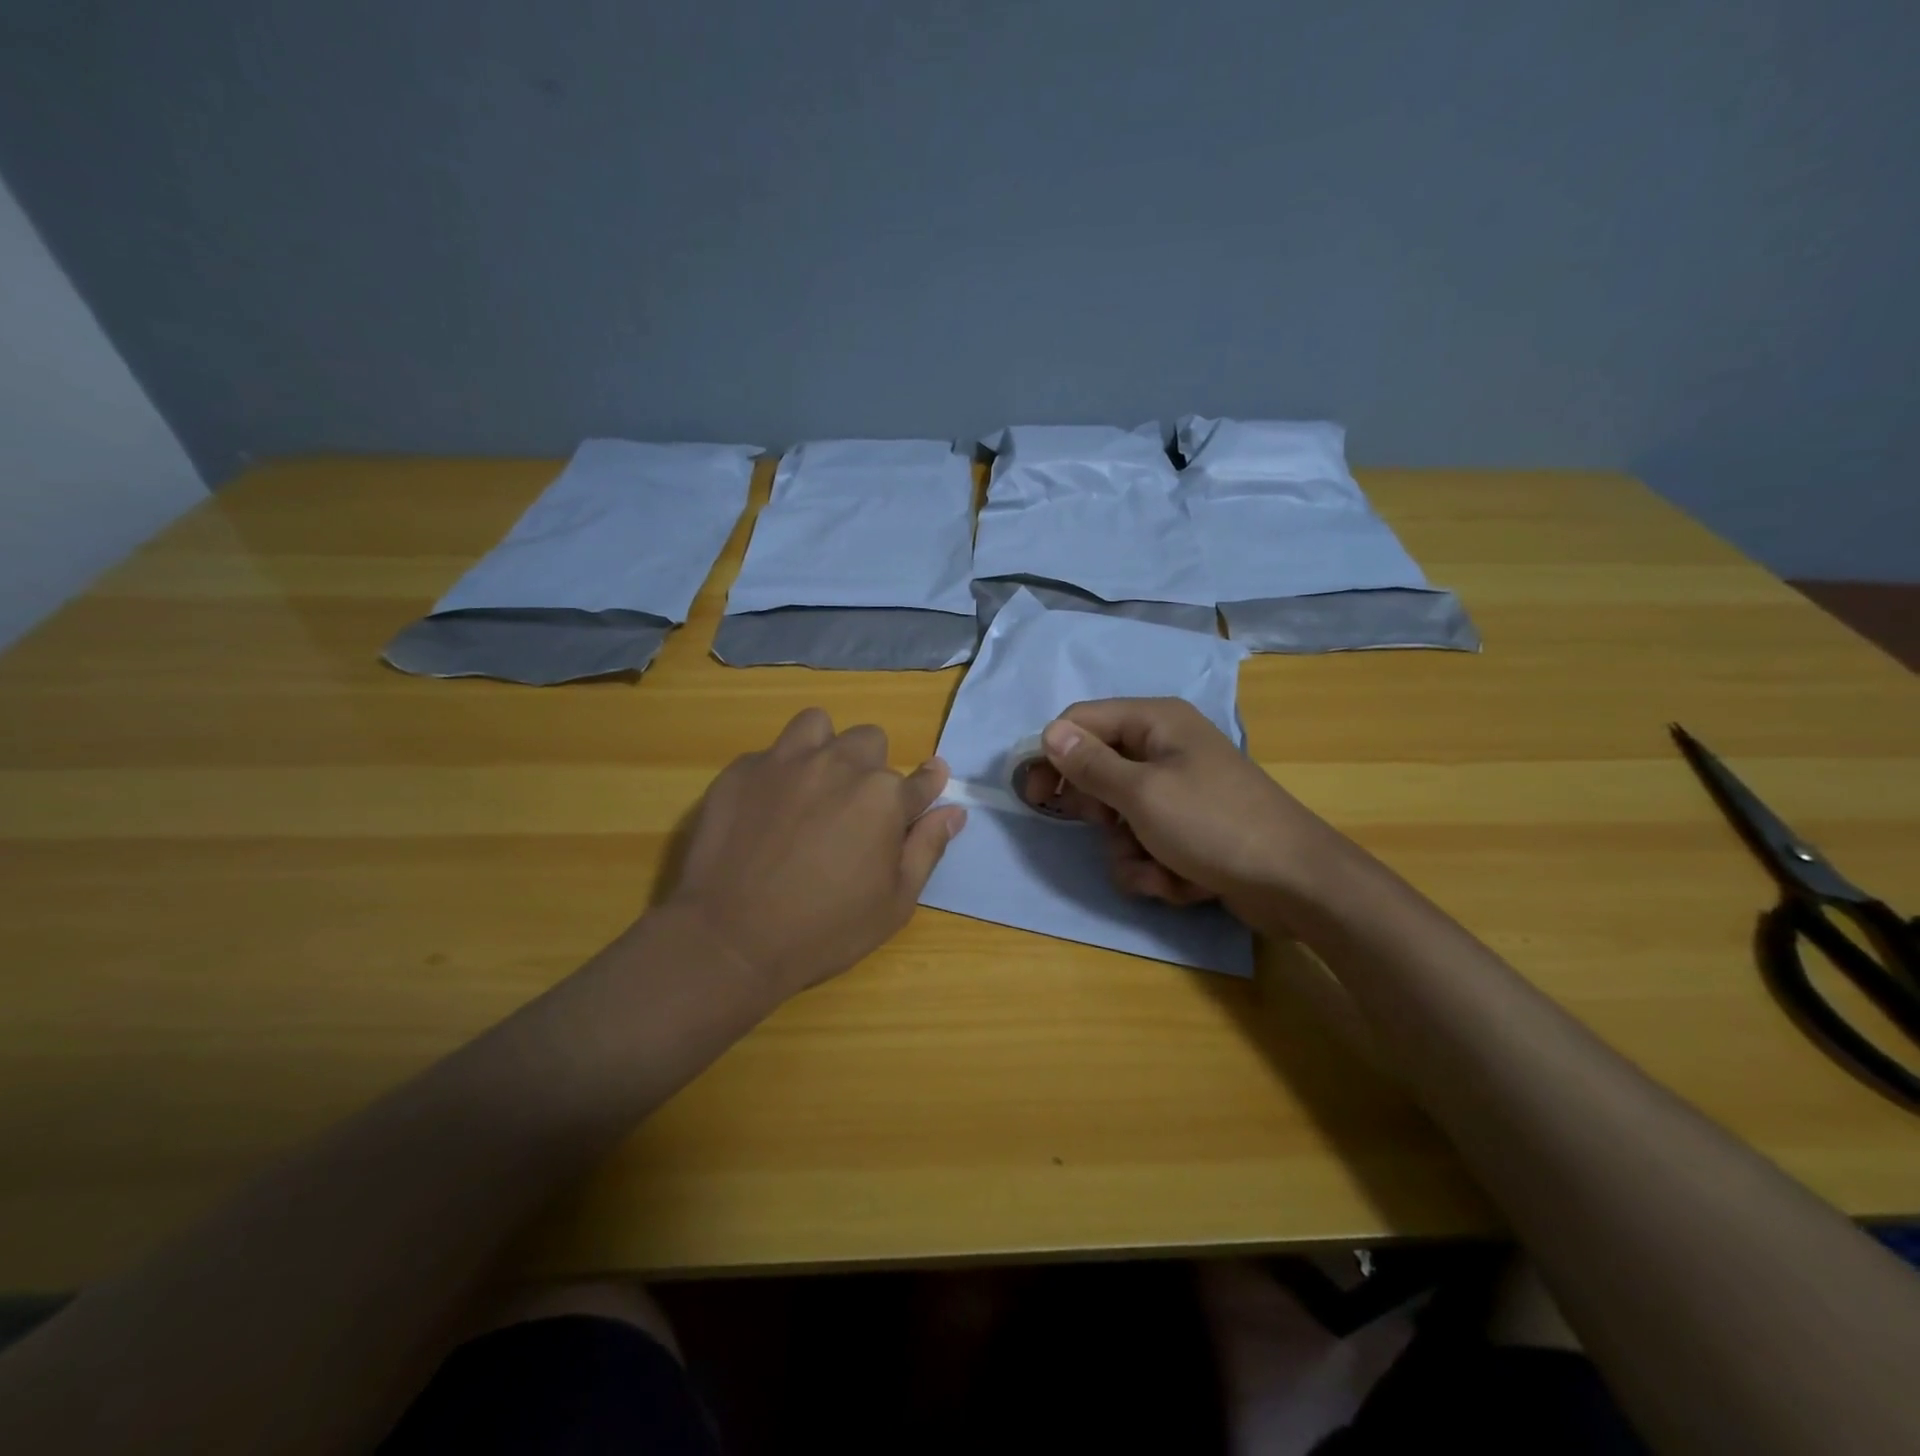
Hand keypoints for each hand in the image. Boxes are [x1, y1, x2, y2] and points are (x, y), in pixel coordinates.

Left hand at [665, 708, 966, 998]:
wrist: (729, 939)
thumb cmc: (824, 930)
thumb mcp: (894, 903)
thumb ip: (927, 848)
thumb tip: (954, 811)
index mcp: (883, 796)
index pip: (923, 778)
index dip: (927, 785)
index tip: (925, 790)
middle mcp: (839, 764)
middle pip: (870, 740)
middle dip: (870, 768)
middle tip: (854, 809)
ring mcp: (786, 761)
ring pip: (818, 726)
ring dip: (824, 748)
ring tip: (812, 785)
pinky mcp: (741, 770)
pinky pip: (770, 753)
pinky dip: (777, 773)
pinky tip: (765, 810)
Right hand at [1020, 698, 1330, 917]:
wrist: (1296, 884)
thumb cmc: (1213, 825)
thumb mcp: (1142, 794)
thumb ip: (1089, 764)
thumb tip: (1049, 731)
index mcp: (1156, 722)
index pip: (1081, 722)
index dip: (1051, 754)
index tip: (1031, 794)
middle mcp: (1165, 749)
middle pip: (1099, 771)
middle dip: (1101, 812)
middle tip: (1111, 828)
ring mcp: (1179, 792)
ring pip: (1120, 818)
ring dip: (1130, 851)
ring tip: (1158, 867)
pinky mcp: (1189, 830)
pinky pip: (1147, 843)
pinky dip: (1155, 868)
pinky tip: (1180, 881)